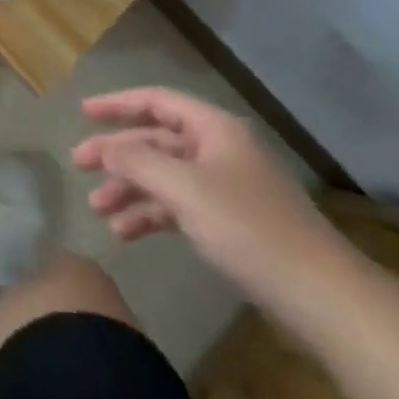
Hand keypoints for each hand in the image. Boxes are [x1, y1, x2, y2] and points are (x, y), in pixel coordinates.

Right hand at [73, 87, 355, 324]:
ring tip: (98, 211)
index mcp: (214, 129)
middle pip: (157, 141)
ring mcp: (226, 187)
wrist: (320, 296)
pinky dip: (152, 214)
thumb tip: (105, 146)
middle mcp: (219, 150)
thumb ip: (138, 162)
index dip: (118, 103)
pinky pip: (179, 206)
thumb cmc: (249, 229)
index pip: (157, 102)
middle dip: (118, 154)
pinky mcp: (230, 222)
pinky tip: (127, 233)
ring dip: (131, 189)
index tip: (83, 112)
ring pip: (165, 176)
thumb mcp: (186, 190)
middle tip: (78, 166)